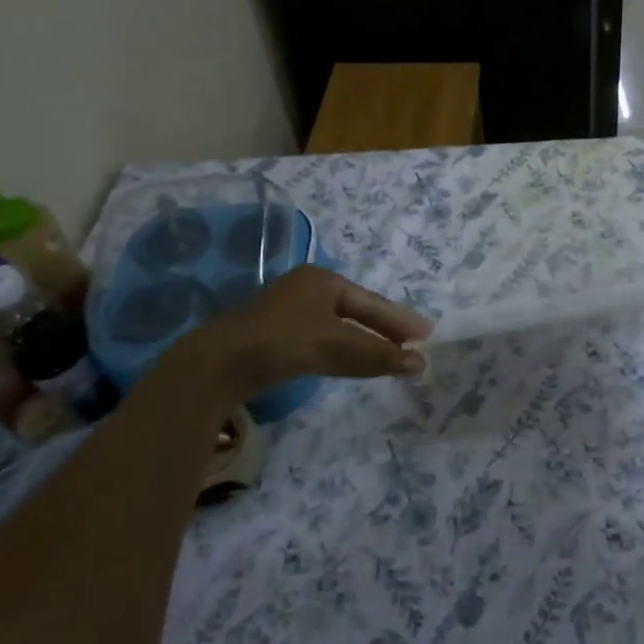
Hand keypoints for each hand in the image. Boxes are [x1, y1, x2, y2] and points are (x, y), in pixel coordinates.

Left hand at [173, 266, 430, 390]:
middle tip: (410, 345)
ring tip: (385, 356)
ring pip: (335, 326)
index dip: (398, 319)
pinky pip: (317, 338)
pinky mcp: (270, 334)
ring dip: (361, 341)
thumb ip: (378, 355)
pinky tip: (344, 361)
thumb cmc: (285, 341)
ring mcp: (285, 310)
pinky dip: (337, 349)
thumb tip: (420, 364)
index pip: (371, 302)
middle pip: (354, 310)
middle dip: (382, 329)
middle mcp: (305, 288)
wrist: (219, 362)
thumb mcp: (337, 347)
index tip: (424, 333)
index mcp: (322, 279)